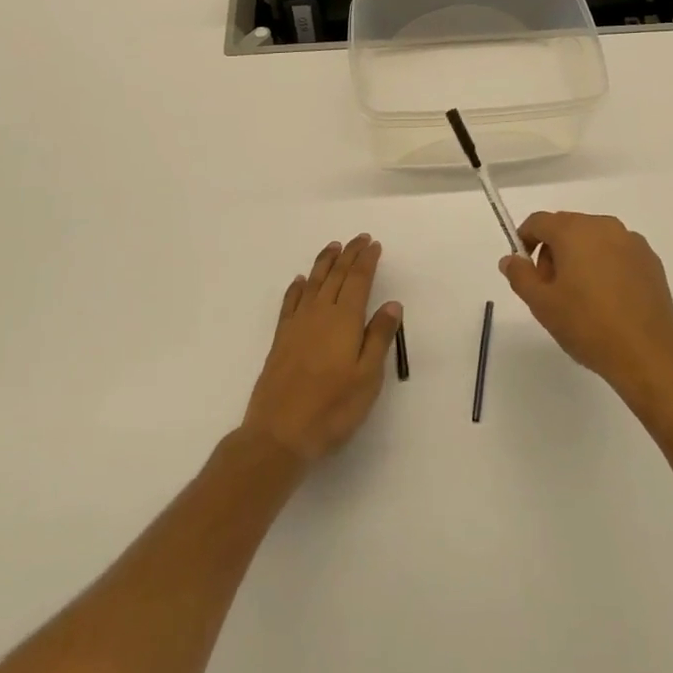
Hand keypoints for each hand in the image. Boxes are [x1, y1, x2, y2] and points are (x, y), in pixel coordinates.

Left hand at [243, 234, 402, 463]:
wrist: (279, 433)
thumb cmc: (332, 408)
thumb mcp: (368, 377)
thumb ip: (379, 337)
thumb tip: (392, 303)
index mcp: (345, 319)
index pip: (358, 280)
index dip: (366, 260)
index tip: (374, 244)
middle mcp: (320, 313)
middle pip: (337, 275)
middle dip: (349, 254)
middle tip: (359, 238)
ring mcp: (297, 324)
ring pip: (313, 282)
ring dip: (325, 262)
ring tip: (334, 247)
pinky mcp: (281, 338)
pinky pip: (290, 302)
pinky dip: (297, 287)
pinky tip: (300, 281)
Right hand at [501, 212, 672, 404]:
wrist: (647, 354)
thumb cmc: (587, 325)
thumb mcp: (542, 304)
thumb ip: (520, 275)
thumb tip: (510, 259)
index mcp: (574, 230)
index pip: (539, 221)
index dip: (525, 240)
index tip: (524, 269)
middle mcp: (603, 225)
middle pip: (567, 227)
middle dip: (553, 251)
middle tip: (551, 289)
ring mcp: (631, 241)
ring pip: (593, 239)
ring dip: (580, 257)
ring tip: (581, 297)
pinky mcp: (650, 259)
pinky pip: (617, 252)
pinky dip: (606, 265)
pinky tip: (608, 299)